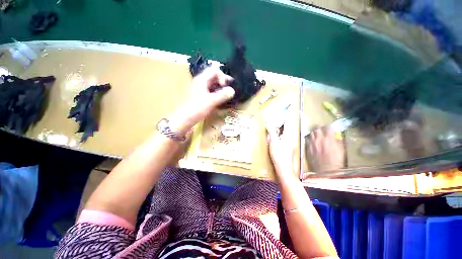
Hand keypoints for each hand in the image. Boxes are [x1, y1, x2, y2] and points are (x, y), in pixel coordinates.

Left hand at [170, 67, 234, 135]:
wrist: (187, 118)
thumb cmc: (197, 108)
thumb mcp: (211, 101)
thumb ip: (222, 95)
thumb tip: (233, 90)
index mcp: (202, 79)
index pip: (214, 70)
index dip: (222, 76)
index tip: (225, 86)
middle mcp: (202, 81)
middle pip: (214, 76)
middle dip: (223, 80)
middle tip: (231, 87)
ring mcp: (202, 88)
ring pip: (214, 83)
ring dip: (222, 86)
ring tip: (229, 92)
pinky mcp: (203, 95)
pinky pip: (213, 89)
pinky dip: (219, 91)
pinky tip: (223, 97)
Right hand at [266, 106, 298, 179]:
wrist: (284, 169)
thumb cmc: (279, 155)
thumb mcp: (274, 142)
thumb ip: (272, 131)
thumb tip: (269, 122)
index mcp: (289, 135)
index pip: (289, 122)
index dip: (289, 114)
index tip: (289, 107)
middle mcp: (292, 137)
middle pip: (289, 126)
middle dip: (286, 119)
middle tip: (282, 113)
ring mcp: (291, 142)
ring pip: (288, 131)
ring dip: (284, 125)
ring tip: (280, 121)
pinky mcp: (289, 146)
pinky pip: (286, 136)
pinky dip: (283, 132)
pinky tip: (279, 133)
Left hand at [306, 127, 344, 171]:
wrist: (325, 171)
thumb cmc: (336, 162)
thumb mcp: (341, 151)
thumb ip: (338, 141)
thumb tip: (336, 136)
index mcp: (328, 139)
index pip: (328, 128)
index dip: (329, 126)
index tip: (330, 127)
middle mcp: (318, 139)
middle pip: (317, 129)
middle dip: (321, 127)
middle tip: (323, 129)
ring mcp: (311, 143)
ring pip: (311, 133)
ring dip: (315, 132)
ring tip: (317, 134)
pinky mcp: (307, 147)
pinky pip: (306, 139)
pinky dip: (309, 138)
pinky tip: (312, 139)